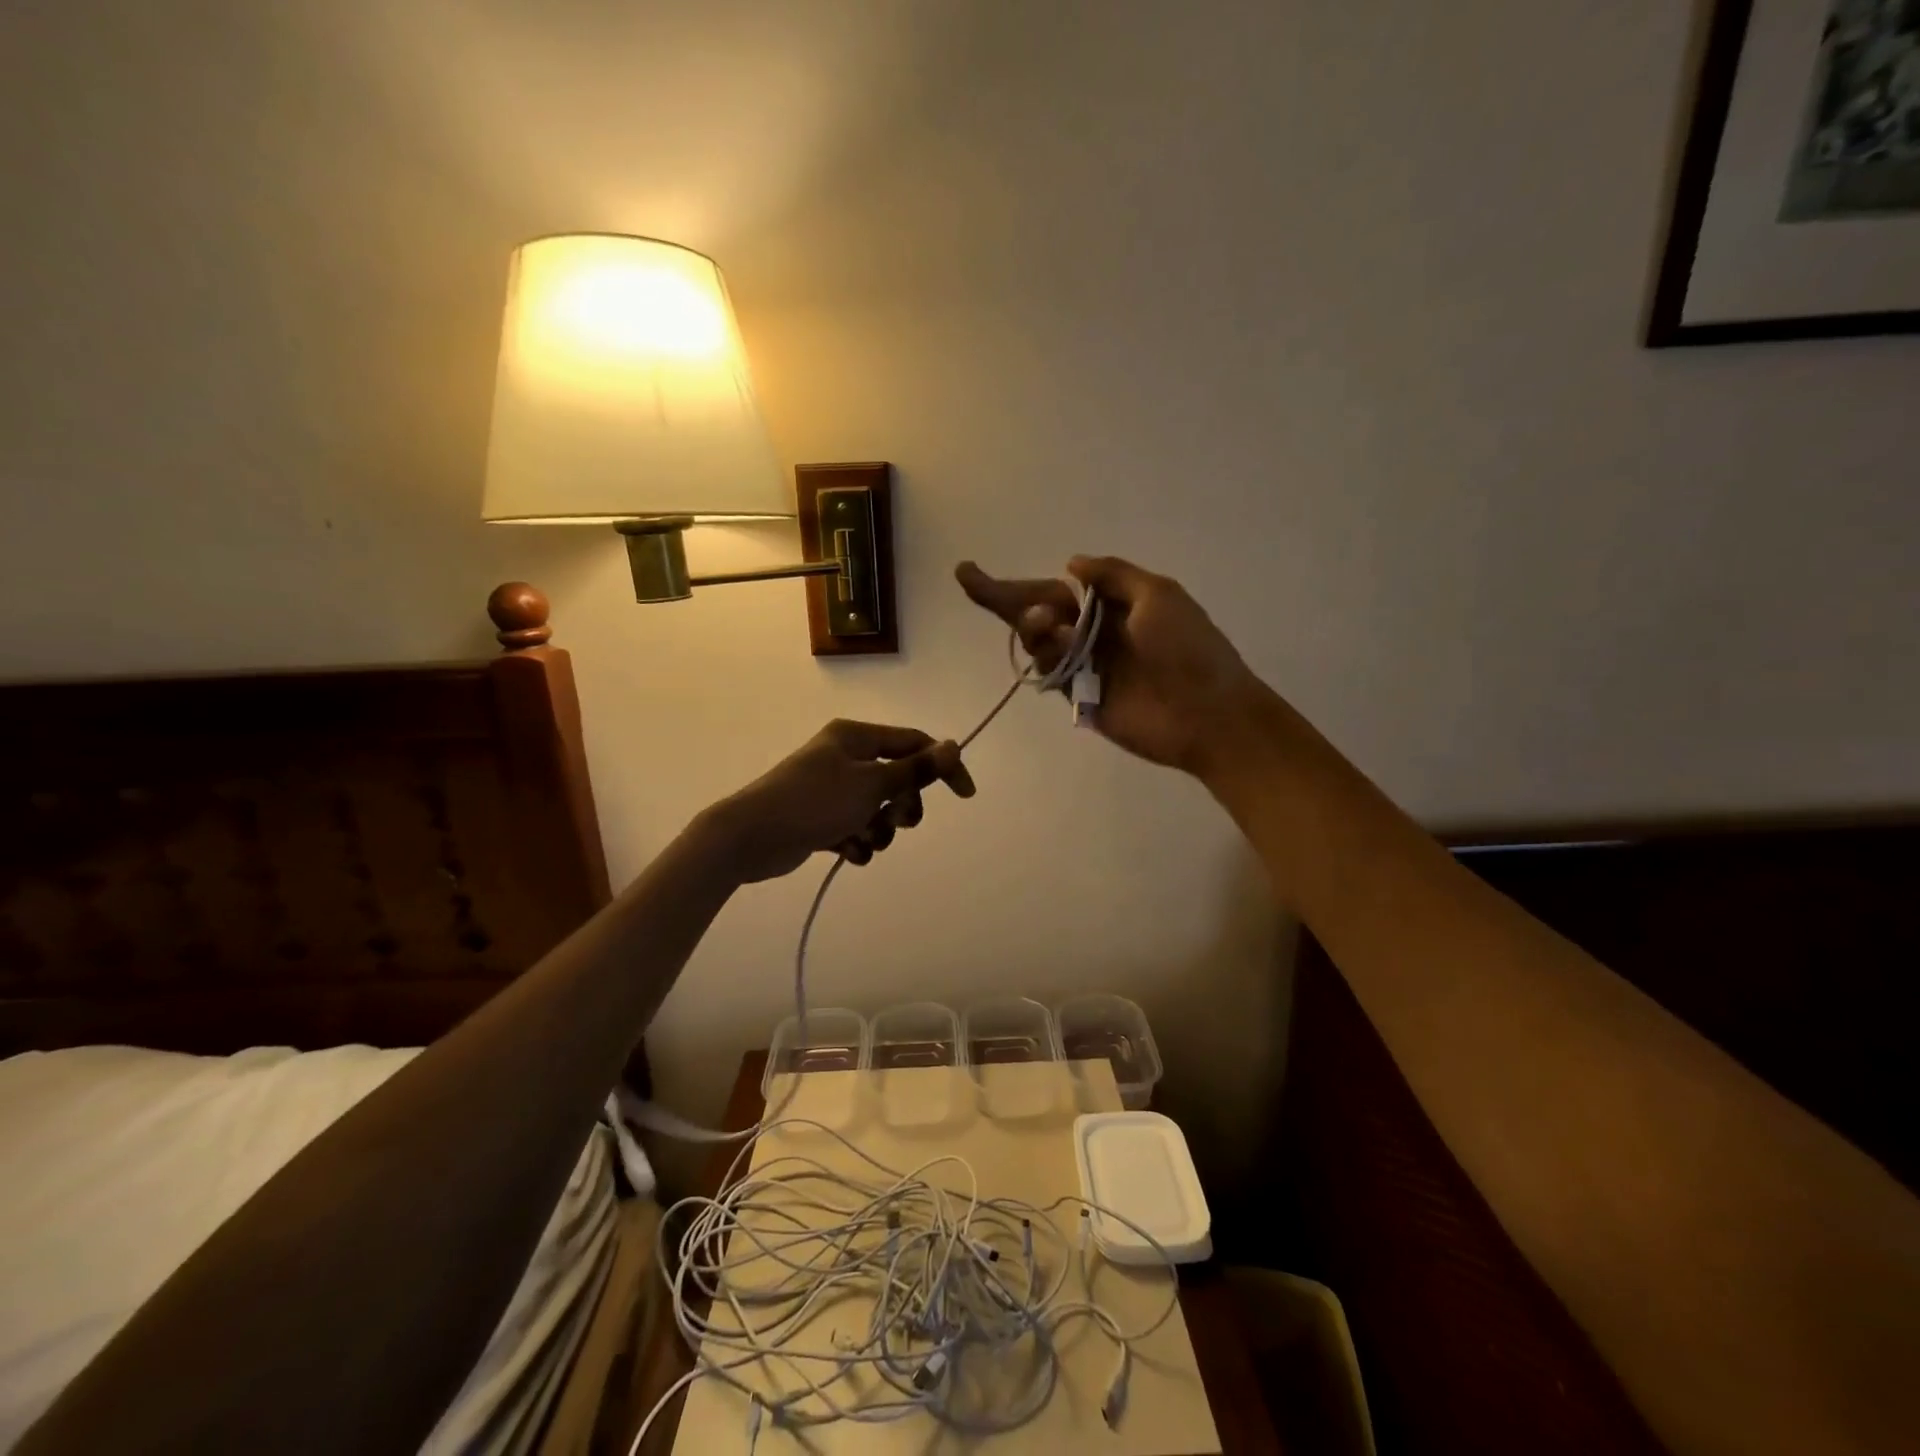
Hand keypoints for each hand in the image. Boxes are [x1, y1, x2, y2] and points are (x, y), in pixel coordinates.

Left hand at [702, 720, 974, 883]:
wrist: (749, 837)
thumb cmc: (813, 802)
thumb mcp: (871, 785)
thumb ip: (915, 770)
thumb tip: (954, 745)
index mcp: (856, 737)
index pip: (914, 743)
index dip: (942, 766)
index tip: (965, 795)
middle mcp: (845, 756)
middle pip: (897, 778)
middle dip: (904, 805)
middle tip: (898, 822)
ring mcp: (831, 788)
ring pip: (878, 808)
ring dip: (881, 828)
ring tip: (865, 840)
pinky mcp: (820, 817)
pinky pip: (855, 827)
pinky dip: (858, 841)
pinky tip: (848, 852)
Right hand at [956, 555, 1265, 774]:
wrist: (1207, 713)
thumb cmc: (1188, 647)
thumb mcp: (1157, 594)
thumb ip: (1112, 575)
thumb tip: (1071, 563)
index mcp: (1114, 603)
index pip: (1055, 588)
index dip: (1017, 582)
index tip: (972, 573)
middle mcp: (1095, 631)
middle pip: (1038, 612)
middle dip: (1004, 597)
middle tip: (969, 579)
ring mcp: (1086, 665)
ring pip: (1039, 640)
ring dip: (1033, 624)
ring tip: (1049, 622)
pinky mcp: (1081, 697)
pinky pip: (1049, 672)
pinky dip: (1045, 656)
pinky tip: (1059, 646)